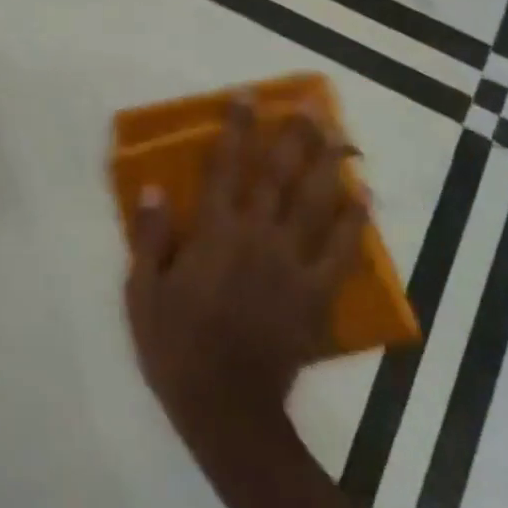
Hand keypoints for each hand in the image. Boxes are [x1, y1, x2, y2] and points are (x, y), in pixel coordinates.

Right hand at [125, 98, 368, 448]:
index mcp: (215, 233)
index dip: (236, 128)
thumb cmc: (176, 346)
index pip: (226, 167)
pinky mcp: (315, 295)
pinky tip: (364, 198)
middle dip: (293, 135)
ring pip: (314, 205)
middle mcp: (257, 238)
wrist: (227, 411)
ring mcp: (292, 265)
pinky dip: (353, 223)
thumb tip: (155, 187)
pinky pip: (340, 253)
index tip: (247, 96)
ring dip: (328, 166)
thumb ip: (151, 237)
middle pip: (278, 175)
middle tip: (310, 103)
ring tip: (341, 136)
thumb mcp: (143, 291)